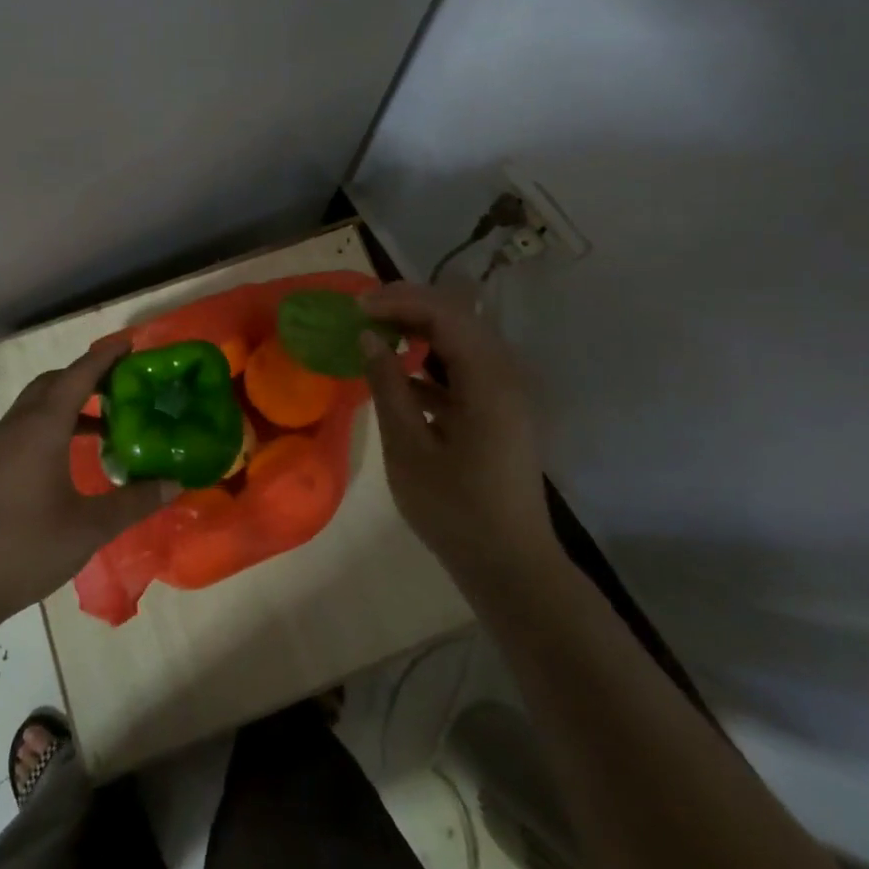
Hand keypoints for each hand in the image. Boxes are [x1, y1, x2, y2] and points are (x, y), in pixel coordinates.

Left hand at [0, 335, 172, 622]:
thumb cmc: (25, 547)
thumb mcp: (89, 528)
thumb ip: (134, 502)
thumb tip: (175, 483)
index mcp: (43, 427)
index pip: (79, 375)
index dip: (105, 357)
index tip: (130, 344)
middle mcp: (17, 424)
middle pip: (54, 382)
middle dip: (87, 376)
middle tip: (122, 387)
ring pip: (37, 404)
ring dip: (69, 402)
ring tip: (104, 425)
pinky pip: (25, 425)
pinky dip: (52, 424)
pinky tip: (69, 457)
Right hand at [359, 282, 555, 583]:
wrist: (511, 567)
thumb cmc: (456, 510)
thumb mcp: (409, 449)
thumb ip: (388, 387)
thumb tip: (367, 337)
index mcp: (487, 380)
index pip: (444, 313)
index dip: (399, 301)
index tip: (357, 307)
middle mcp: (503, 375)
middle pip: (456, 317)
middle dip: (408, 306)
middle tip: (363, 312)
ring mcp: (504, 393)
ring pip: (460, 340)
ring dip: (419, 329)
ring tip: (376, 332)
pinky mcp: (498, 412)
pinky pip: (463, 368)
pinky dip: (431, 360)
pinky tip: (399, 374)